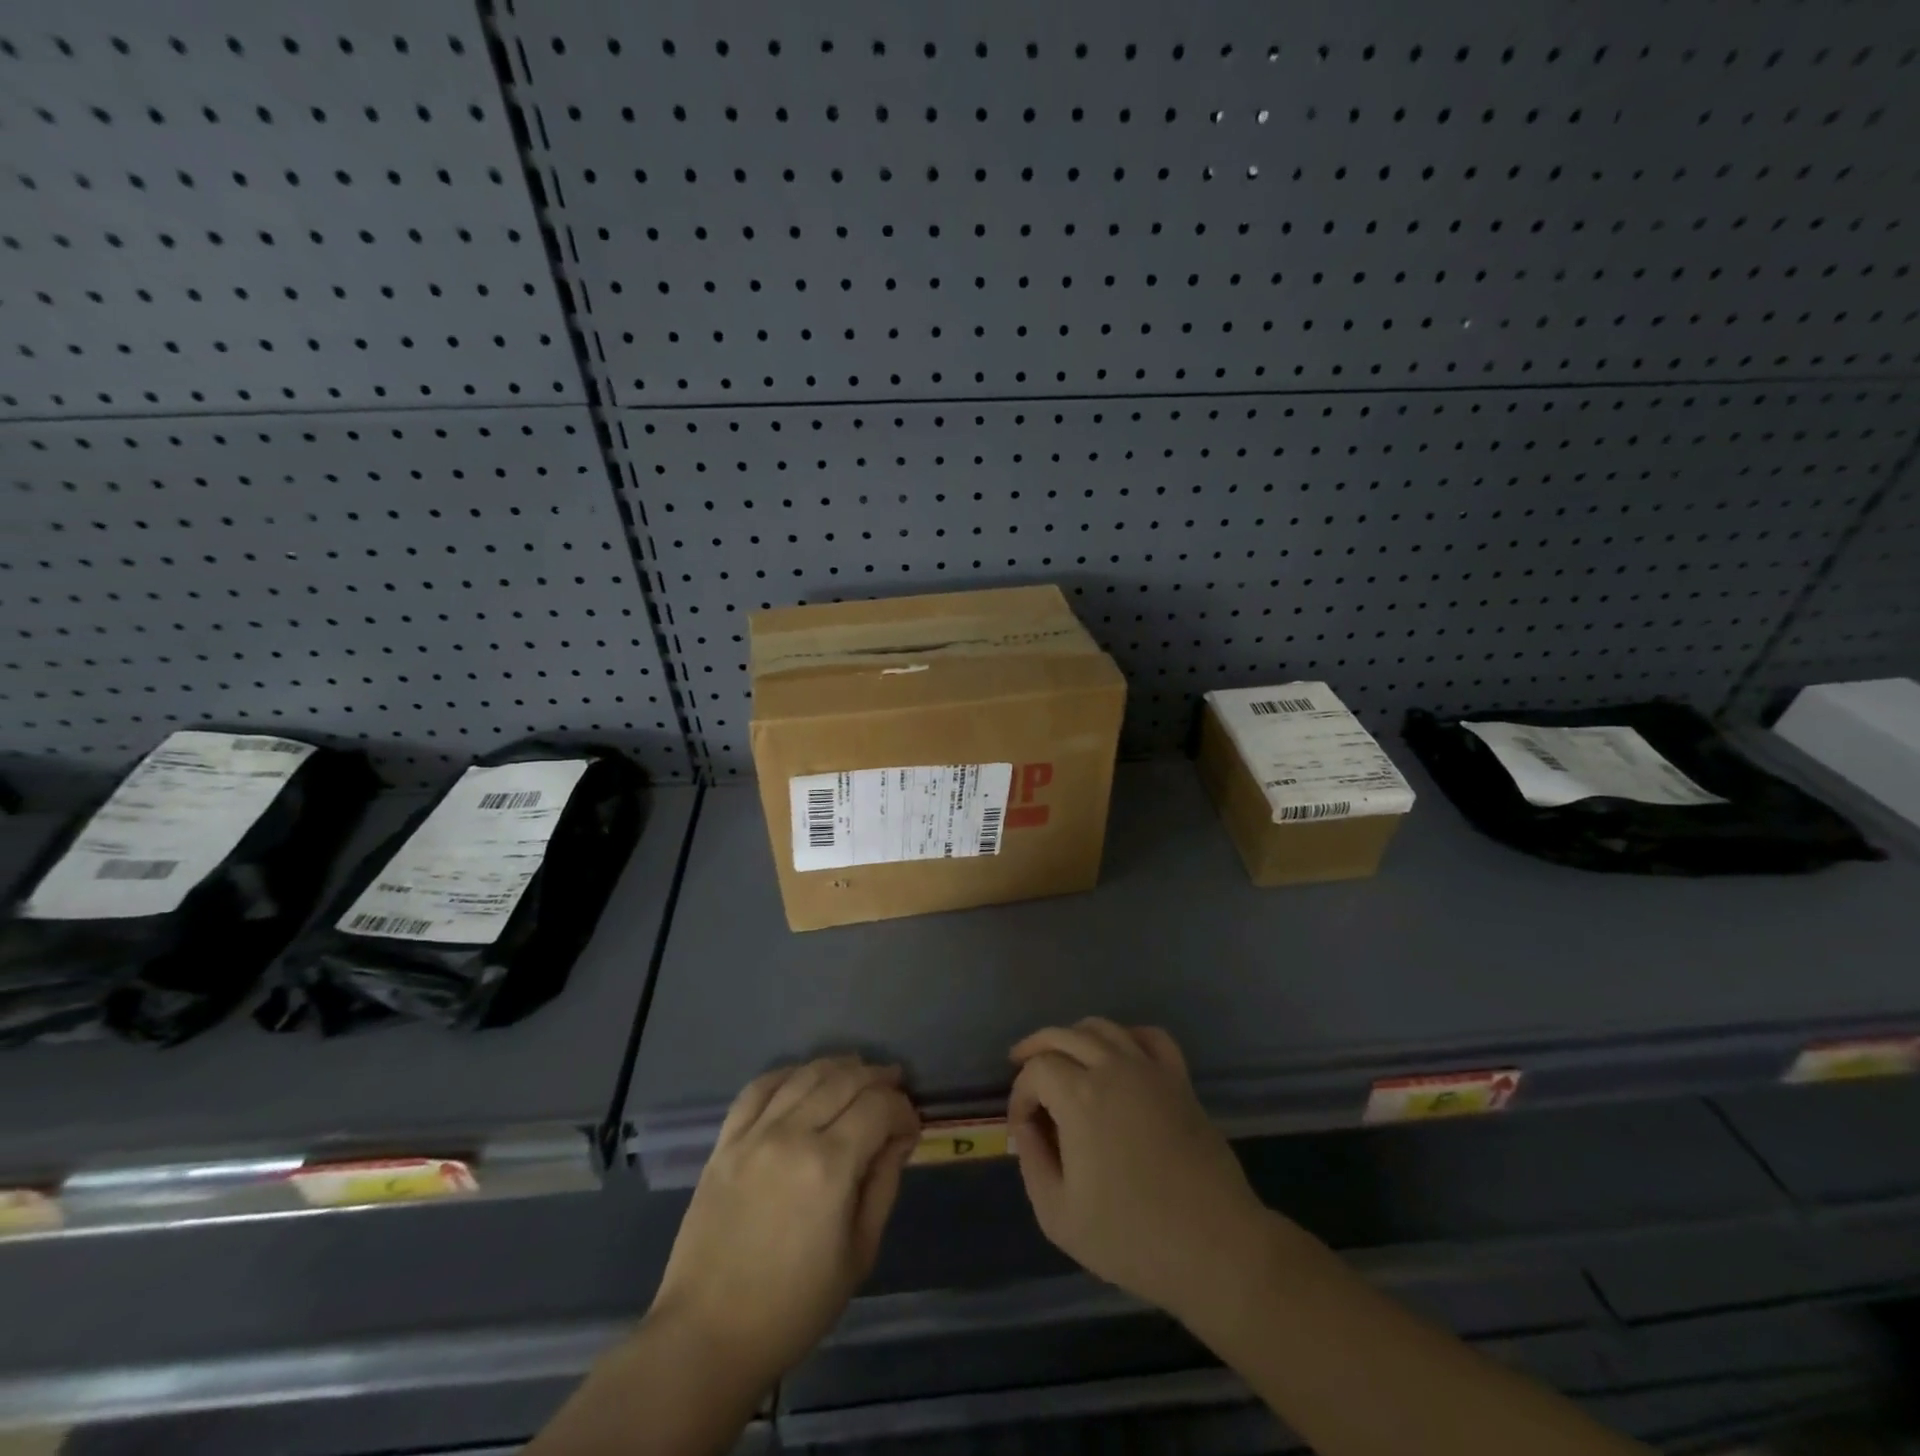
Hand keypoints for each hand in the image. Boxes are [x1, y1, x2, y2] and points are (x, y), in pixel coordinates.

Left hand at [648, 1056, 920, 1391]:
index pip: (879, 1107)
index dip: (903, 1110)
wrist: (708, 1335)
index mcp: (831, 1167)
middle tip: (894, 1088)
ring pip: (805, 1074)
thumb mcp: (859, 1254)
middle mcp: (793, 1135)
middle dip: (878, 1078)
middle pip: (845, 1079)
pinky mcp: (725, 1141)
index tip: (911, 1127)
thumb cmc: (794, 1307)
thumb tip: (899, 1138)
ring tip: (857, 1072)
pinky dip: (788, 1073)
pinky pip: (759, 1088)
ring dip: (838, 1067)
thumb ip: (883, 1184)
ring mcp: (754, 1134)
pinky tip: (803, 1078)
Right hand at [1008, 1019, 1272, 1322]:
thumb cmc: (1131, 1237)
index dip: (1019, 1094)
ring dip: (1074, 1036)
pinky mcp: (1179, 1080)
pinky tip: (1117, 1054)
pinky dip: (1126, 1035)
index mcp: (1079, 1097)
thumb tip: (1027, 1126)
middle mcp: (1112, 1068)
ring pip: (1103, 1027)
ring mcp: (1149, 1070)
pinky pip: (1150, 1036)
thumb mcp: (1058, 1215)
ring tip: (1062, 1058)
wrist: (1214, 1247)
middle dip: (1035, 1049)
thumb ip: (1032, 1162)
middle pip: (1063, 1035)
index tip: (1020, 1127)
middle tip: (1020, 1067)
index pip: (1036, 1070)